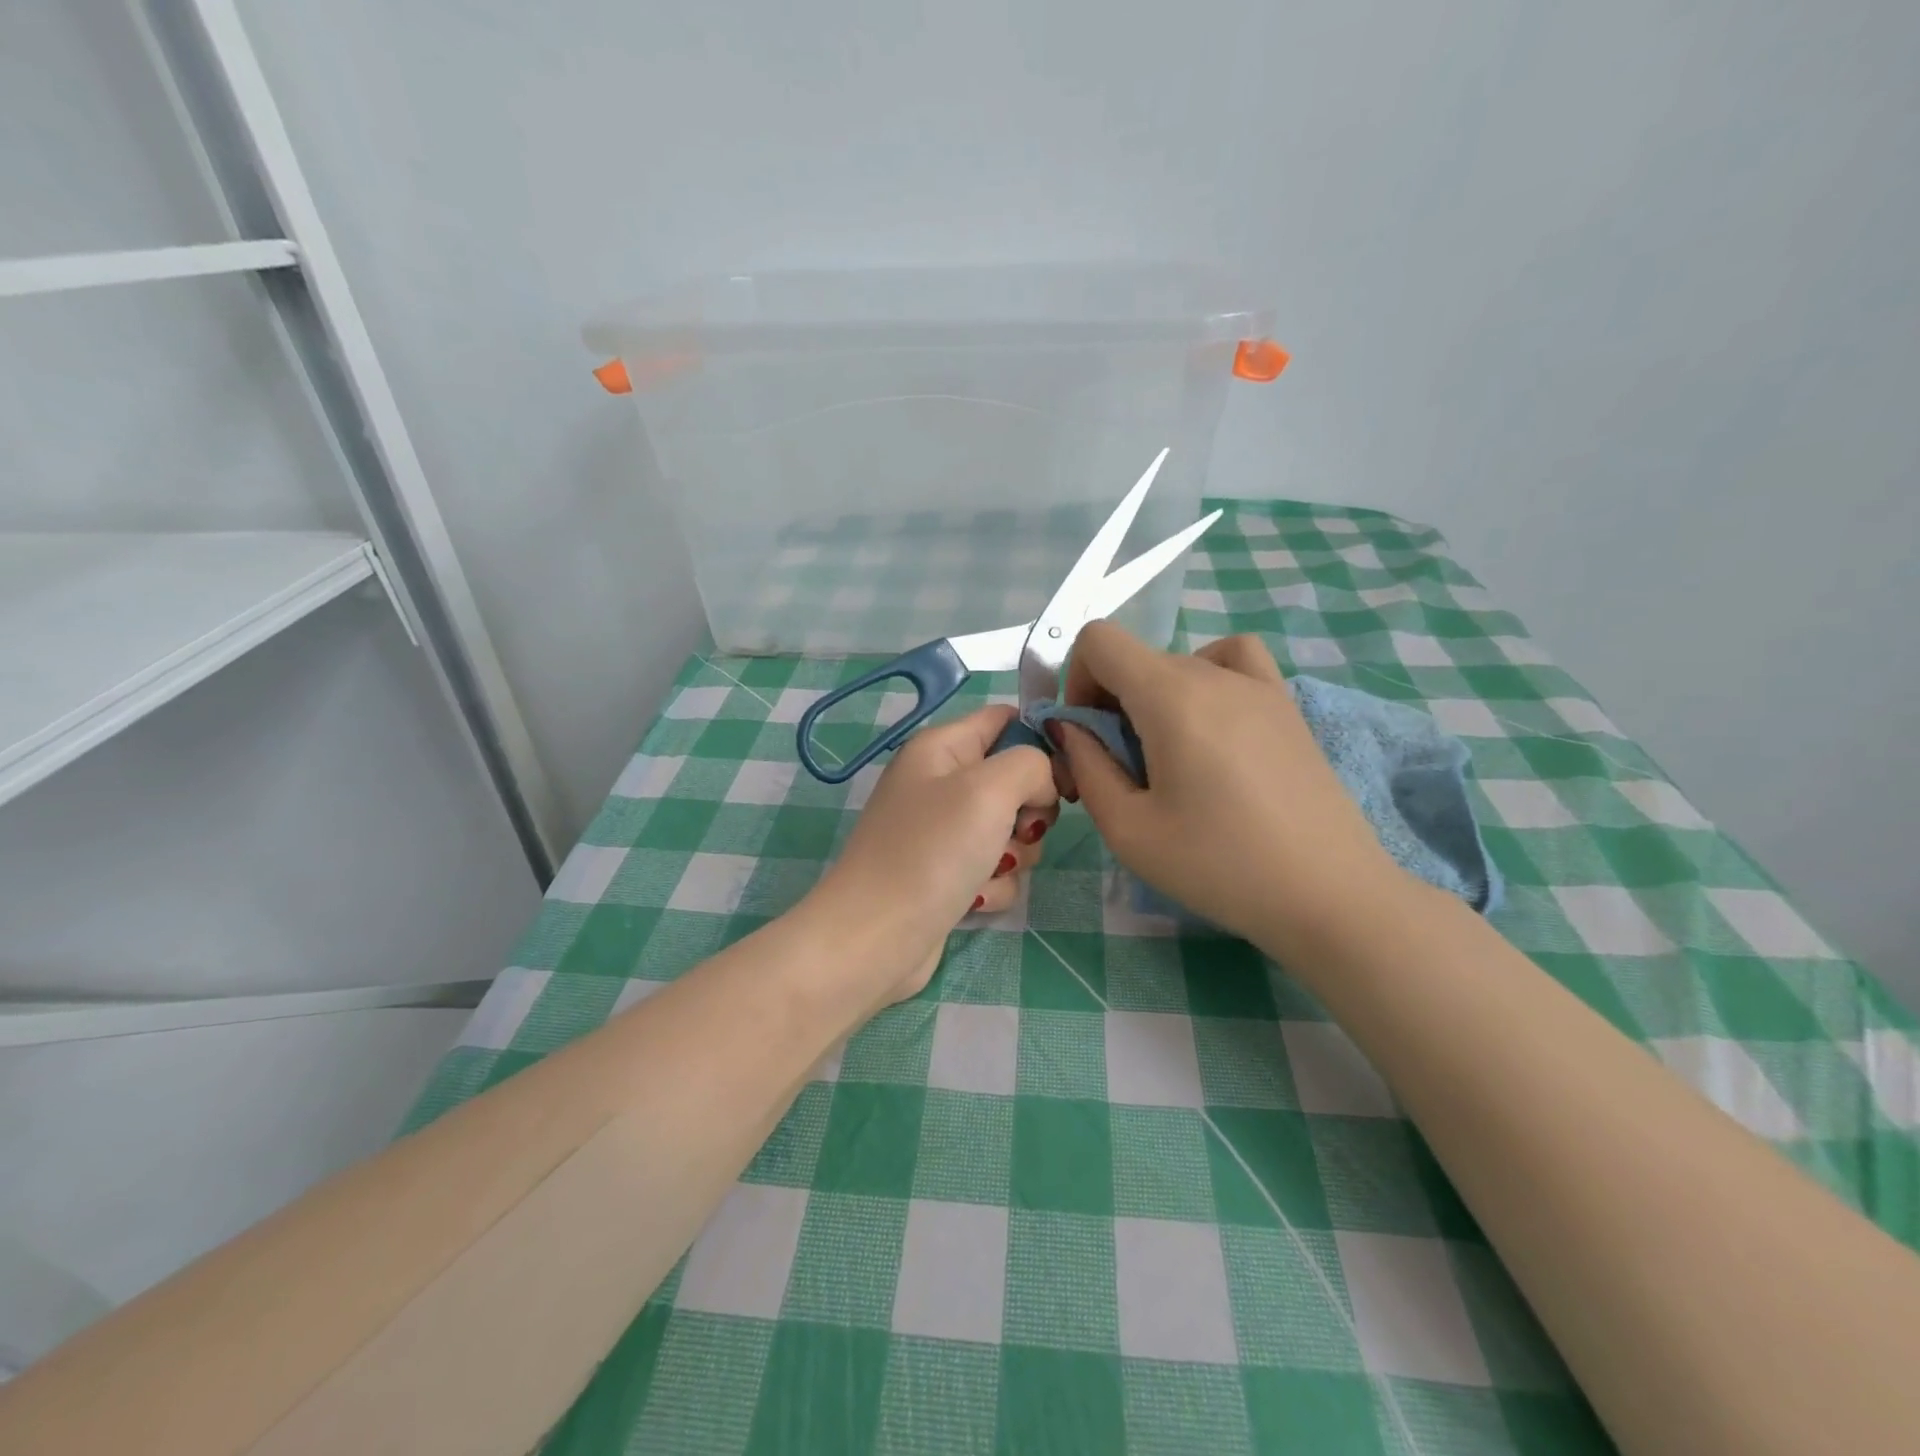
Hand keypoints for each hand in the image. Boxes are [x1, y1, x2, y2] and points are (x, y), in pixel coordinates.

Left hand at [811, 705, 1058, 1004]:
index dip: (1041, 742)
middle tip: (1018, 830)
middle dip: (1029, 811)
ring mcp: (943, 833)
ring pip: (1012, 831)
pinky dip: (993, 885)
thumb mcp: (988, 789)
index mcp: (941, 748)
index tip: (1064, 778)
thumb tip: (1042, 785)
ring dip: (1013, 855)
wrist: (877, 938)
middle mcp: (940, 784)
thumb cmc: (931, 851)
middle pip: (1015, 780)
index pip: (1005, 720)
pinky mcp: (948, 875)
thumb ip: (1031, 764)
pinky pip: (995, 870)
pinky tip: (972, 900)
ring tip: (988, 870)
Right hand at [1049, 624, 1404, 954]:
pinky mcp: (1287, 706)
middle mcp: (1214, 674)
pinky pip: (1234, 662)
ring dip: (1153, 697)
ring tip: (1168, 753)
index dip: (1075, 680)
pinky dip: (1206, 676)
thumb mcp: (1128, 828)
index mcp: (1170, 696)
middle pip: (1137, 660)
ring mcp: (1259, 685)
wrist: (1328, 896)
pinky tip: (1212, 724)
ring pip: (1179, 665)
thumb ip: (1086, 766)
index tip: (1086, 735)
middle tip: (1120, 771)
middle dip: (1109, 703)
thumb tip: (1070, 727)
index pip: (1100, 640)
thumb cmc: (1219, 866)